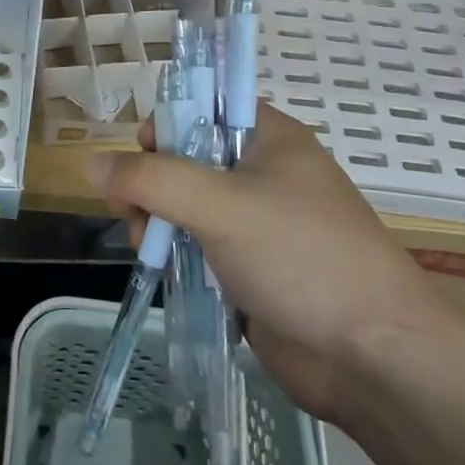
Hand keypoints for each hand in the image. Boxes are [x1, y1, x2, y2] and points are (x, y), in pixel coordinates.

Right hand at [85, 104, 457, 422]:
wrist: (372, 357)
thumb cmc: (301, 258)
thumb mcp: (220, 205)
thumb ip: (151, 179)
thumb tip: (92, 163)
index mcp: (269, 139)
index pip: (205, 106)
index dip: (168, 122)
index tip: (143, 153)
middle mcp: (262, 173)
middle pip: (186, 157)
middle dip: (152, 179)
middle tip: (134, 208)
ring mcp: (256, 223)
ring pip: (186, 204)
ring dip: (157, 217)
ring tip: (144, 242)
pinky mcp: (249, 267)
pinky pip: (197, 244)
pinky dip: (174, 249)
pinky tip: (158, 263)